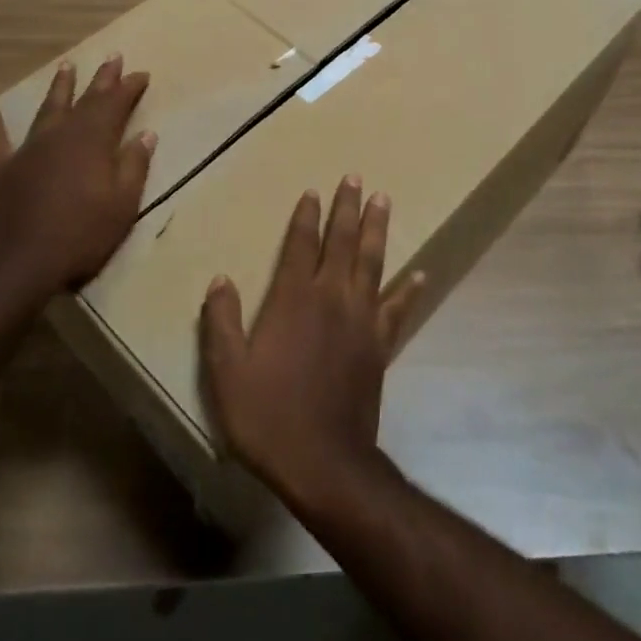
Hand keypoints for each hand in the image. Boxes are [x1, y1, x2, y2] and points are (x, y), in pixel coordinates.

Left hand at [0, 55, 154, 307]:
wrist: (18, 263)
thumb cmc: (81, 236)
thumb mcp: (123, 205)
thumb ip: (134, 166)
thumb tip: (146, 134)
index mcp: (93, 142)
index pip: (116, 105)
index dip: (129, 88)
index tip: (141, 73)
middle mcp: (61, 136)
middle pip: (85, 100)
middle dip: (101, 79)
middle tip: (113, 57)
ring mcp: (28, 150)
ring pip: (47, 110)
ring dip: (58, 88)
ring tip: (66, 66)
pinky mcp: (1, 169)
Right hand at [200, 177, 423, 509]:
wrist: (325, 462)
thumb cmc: (269, 416)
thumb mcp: (227, 373)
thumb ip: (222, 323)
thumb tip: (220, 279)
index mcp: (293, 300)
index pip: (301, 246)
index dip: (306, 217)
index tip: (313, 191)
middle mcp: (331, 299)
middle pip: (342, 243)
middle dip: (348, 208)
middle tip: (356, 178)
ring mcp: (361, 320)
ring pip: (373, 263)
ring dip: (377, 230)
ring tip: (384, 200)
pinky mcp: (380, 345)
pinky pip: (398, 309)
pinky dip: (409, 289)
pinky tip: (420, 273)